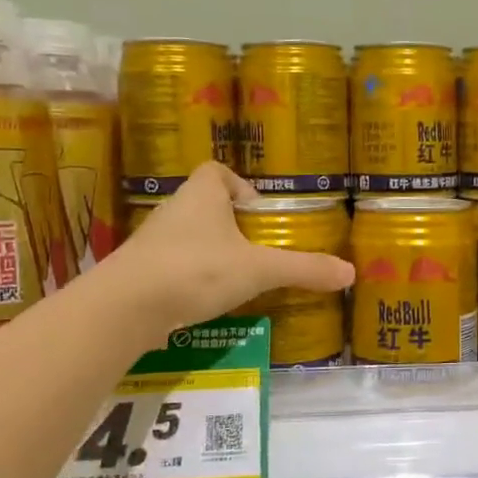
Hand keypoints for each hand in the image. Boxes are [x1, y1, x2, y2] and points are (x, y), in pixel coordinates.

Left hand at [103, 163, 353, 333]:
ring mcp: (152, 241)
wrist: (126, 306)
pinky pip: (170, 265)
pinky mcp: (139, 271)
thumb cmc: (197, 270)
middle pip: (204, 205)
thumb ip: (303, 269)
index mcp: (202, 194)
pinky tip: (204, 300)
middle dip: (229, 224)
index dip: (238, 185)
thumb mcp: (259, 270)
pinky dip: (188, 277)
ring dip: (209, 251)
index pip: (216, 172)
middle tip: (255, 249)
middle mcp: (174, 209)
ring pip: (187, 236)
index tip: (257, 212)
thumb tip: (350, 272)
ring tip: (234, 277)